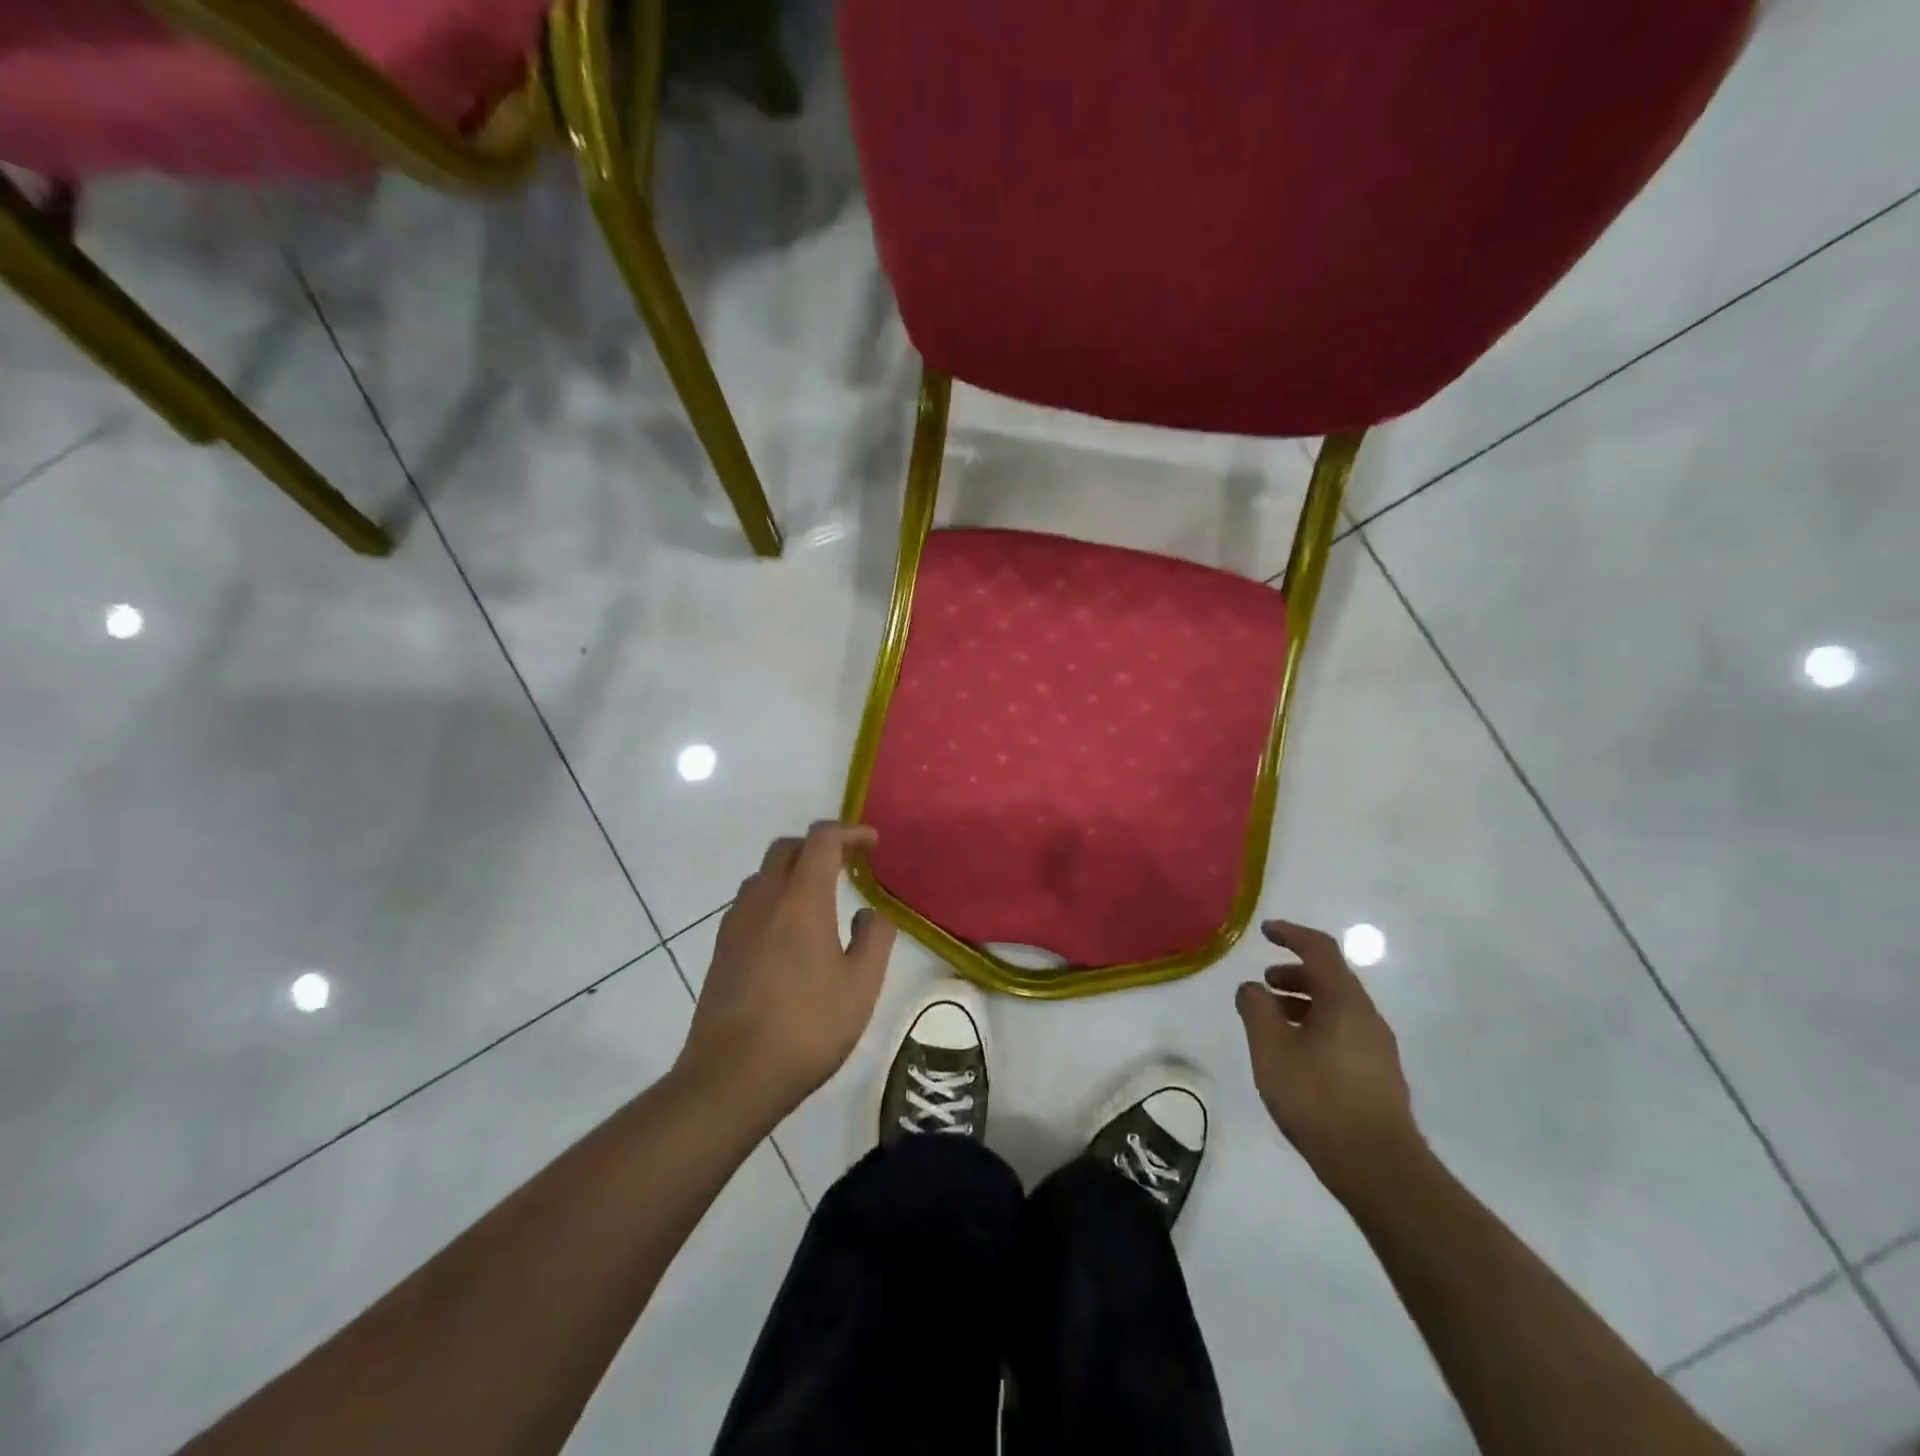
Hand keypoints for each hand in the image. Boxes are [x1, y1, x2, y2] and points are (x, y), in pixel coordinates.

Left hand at [675, 822, 897, 1124]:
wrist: (732, 1076)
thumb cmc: (807, 1027)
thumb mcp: (861, 985)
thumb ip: (874, 938)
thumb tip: (869, 913)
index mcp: (802, 899)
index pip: (822, 839)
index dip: (849, 832)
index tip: (871, 844)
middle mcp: (764, 899)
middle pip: (787, 848)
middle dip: (818, 846)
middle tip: (846, 865)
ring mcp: (736, 923)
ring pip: (763, 875)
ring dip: (792, 872)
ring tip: (818, 899)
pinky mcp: (720, 949)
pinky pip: (750, 904)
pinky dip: (774, 899)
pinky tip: (788, 934)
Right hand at [1235, 919, 1425, 1205]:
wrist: (1379, 1169)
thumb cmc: (1319, 1098)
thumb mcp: (1271, 1049)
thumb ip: (1256, 1010)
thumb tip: (1251, 988)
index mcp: (1344, 1001)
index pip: (1320, 949)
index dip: (1291, 934)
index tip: (1265, 931)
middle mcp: (1367, 1016)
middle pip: (1331, 978)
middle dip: (1294, 972)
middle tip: (1264, 984)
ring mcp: (1378, 1048)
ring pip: (1337, 1007)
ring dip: (1303, 1002)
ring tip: (1272, 1021)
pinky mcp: (1379, 1076)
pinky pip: (1344, 1032)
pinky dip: (1315, 1026)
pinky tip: (1296, 1055)